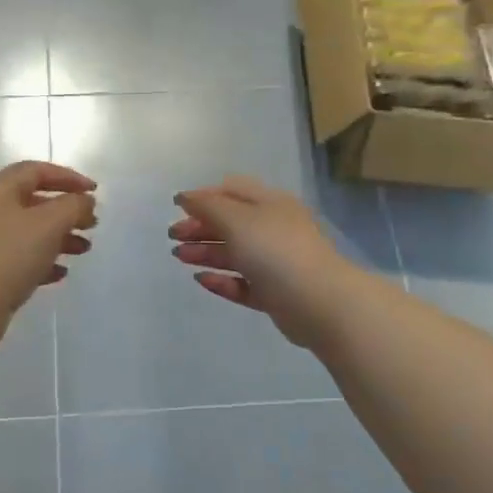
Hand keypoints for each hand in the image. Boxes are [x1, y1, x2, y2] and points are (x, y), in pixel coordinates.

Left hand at [0, 161, 97, 343]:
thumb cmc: (8, 255)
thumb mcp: (49, 224)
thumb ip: (73, 206)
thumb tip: (84, 201)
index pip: (36, 171)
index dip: (68, 177)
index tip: (95, 191)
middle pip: (34, 201)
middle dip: (66, 210)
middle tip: (92, 224)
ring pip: (29, 232)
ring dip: (60, 237)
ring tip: (84, 249)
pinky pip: (20, 258)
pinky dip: (43, 261)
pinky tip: (61, 273)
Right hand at [169, 176, 354, 349]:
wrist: (318, 302)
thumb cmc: (274, 251)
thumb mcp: (236, 219)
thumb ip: (207, 206)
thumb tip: (184, 196)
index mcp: (270, 203)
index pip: (233, 190)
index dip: (205, 196)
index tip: (177, 208)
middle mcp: (274, 229)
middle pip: (232, 222)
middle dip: (200, 226)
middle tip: (173, 237)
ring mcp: (276, 262)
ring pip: (235, 253)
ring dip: (206, 252)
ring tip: (179, 257)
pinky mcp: (275, 293)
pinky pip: (243, 283)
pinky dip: (222, 280)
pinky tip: (202, 279)